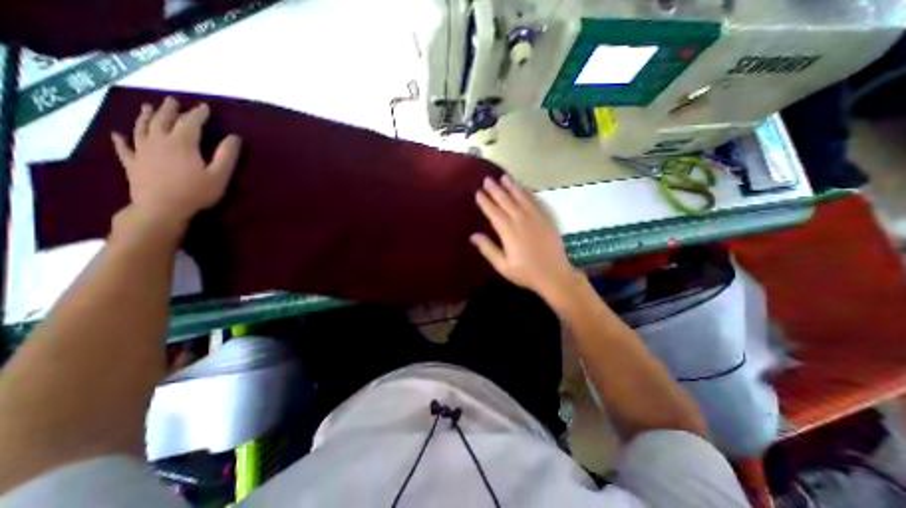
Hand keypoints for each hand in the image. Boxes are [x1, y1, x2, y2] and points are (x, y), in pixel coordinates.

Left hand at [111, 95, 241, 230]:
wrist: (162, 209)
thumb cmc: (196, 192)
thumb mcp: (220, 175)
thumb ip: (227, 155)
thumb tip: (235, 137)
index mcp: (182, 143)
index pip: (190, 122)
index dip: (198, 114)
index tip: (205, 107)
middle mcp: (159, 141)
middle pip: (162, 120)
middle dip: (169, 109)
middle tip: (173, 101)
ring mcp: (142, 151)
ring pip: (141, 128)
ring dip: (145, 116)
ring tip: (147, 107)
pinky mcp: (132, 164)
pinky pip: (124, 148)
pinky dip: (121, 140)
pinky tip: (118, 134)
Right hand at [466, 174, 580, 301]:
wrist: (555, 275)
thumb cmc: (526, 273)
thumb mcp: (503, 266)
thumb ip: (488, 249)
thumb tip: (473, 235)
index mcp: (509, 232)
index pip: (494, 213)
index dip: (485, 202)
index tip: (478, 193)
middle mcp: (521, 220)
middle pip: (506, 201)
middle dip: (496, 190)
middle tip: (487, 180)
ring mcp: (536, 218)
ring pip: (521, 198)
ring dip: (512, 187)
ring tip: (504, 177)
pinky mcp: (546, 219)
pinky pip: (536, 202)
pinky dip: (529, 193)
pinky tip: (524, 188)